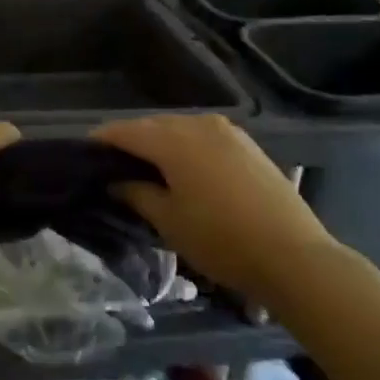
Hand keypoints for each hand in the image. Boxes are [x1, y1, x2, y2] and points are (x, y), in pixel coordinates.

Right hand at [93, 114, 332, 301]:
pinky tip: (185, 172)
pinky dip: (186, 148)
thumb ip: (136, 193)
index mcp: (172, 139)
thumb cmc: (221, 240)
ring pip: (179, 129)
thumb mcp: (169, 222)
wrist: (294, 255)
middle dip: (131, 142)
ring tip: (148, 171)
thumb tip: (115, 180)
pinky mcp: (246, 144)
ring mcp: (226, 131)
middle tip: (114, 168)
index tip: (85, 155)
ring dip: (160, 144)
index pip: (124, 131)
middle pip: (151, 126)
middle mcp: (198, 123)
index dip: (101, 141)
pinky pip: (203, 137)